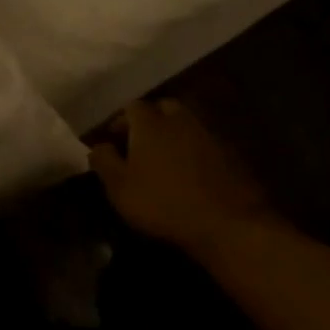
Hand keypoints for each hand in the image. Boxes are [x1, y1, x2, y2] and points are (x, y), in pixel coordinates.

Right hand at [88, 99, 288, 256]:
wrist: (227, 222)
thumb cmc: (163, 202)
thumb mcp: (119, 187)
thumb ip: (103, 161)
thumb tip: (97, 146)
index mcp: (150, 122)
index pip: (131, 108)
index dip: (120, 122)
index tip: (112, 141)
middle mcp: (180, 118)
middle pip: (162, 108)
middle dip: (150, 121)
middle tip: (140, 145)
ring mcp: (209, 133)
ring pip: (186, 124)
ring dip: (174, 135)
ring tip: (166, 159)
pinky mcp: (231, 153)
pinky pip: (206, 143)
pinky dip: (195, 151)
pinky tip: (192, 173)